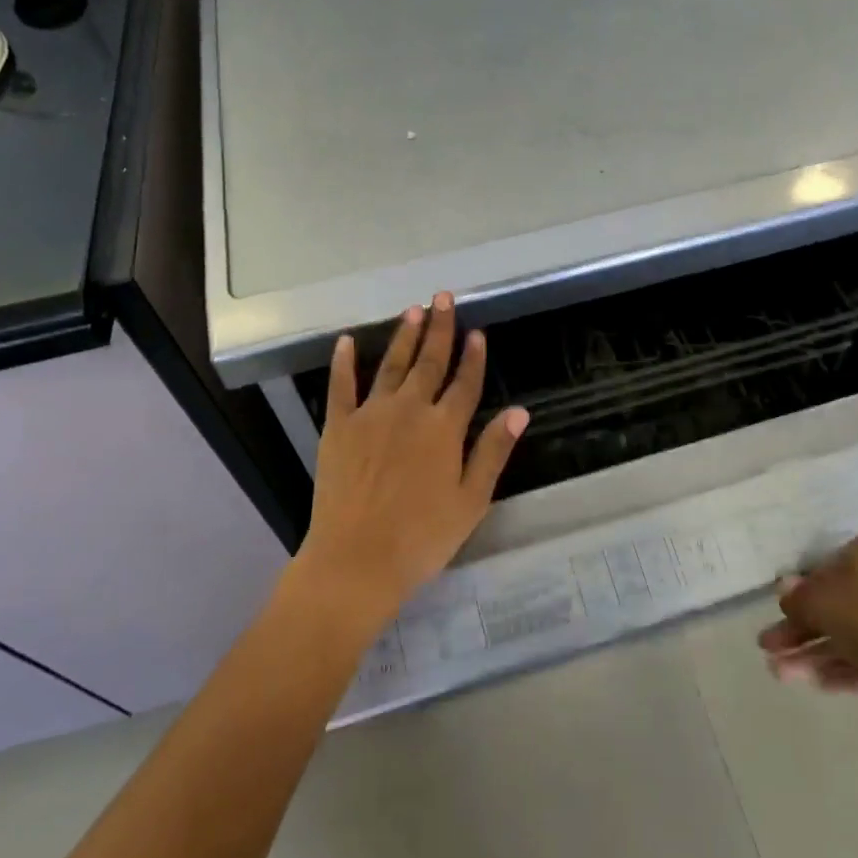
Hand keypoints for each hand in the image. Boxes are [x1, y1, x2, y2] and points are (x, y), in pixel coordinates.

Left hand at [299, 293, 528, 625]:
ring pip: (391, 366)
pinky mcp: (338, 427)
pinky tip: (345, 341)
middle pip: (429, 363)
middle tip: (442, 298)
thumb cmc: (422, 537)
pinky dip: (343, 362)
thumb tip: (520, 411)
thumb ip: (493, 451)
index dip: (473, 357)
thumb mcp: (471, 500)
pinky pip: (341, 386)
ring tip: (413, 311)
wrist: (357, 559)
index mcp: (444, 428)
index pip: (465, 383)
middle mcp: (409, 410)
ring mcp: (371, 415)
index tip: (477, 332)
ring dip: (403, 336)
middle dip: (439, 329)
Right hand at [757, 532, 857, 737]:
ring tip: (781, 675)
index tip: (779, 615)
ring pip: (853, 633)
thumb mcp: (823, 604)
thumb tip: (784, 588)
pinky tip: (818, 685)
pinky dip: (845, 668)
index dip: (799, 592)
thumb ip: (799, 598)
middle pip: (837, 603)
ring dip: (815, 653)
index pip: (826, 566)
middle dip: (801, 629)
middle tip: (769, 650)